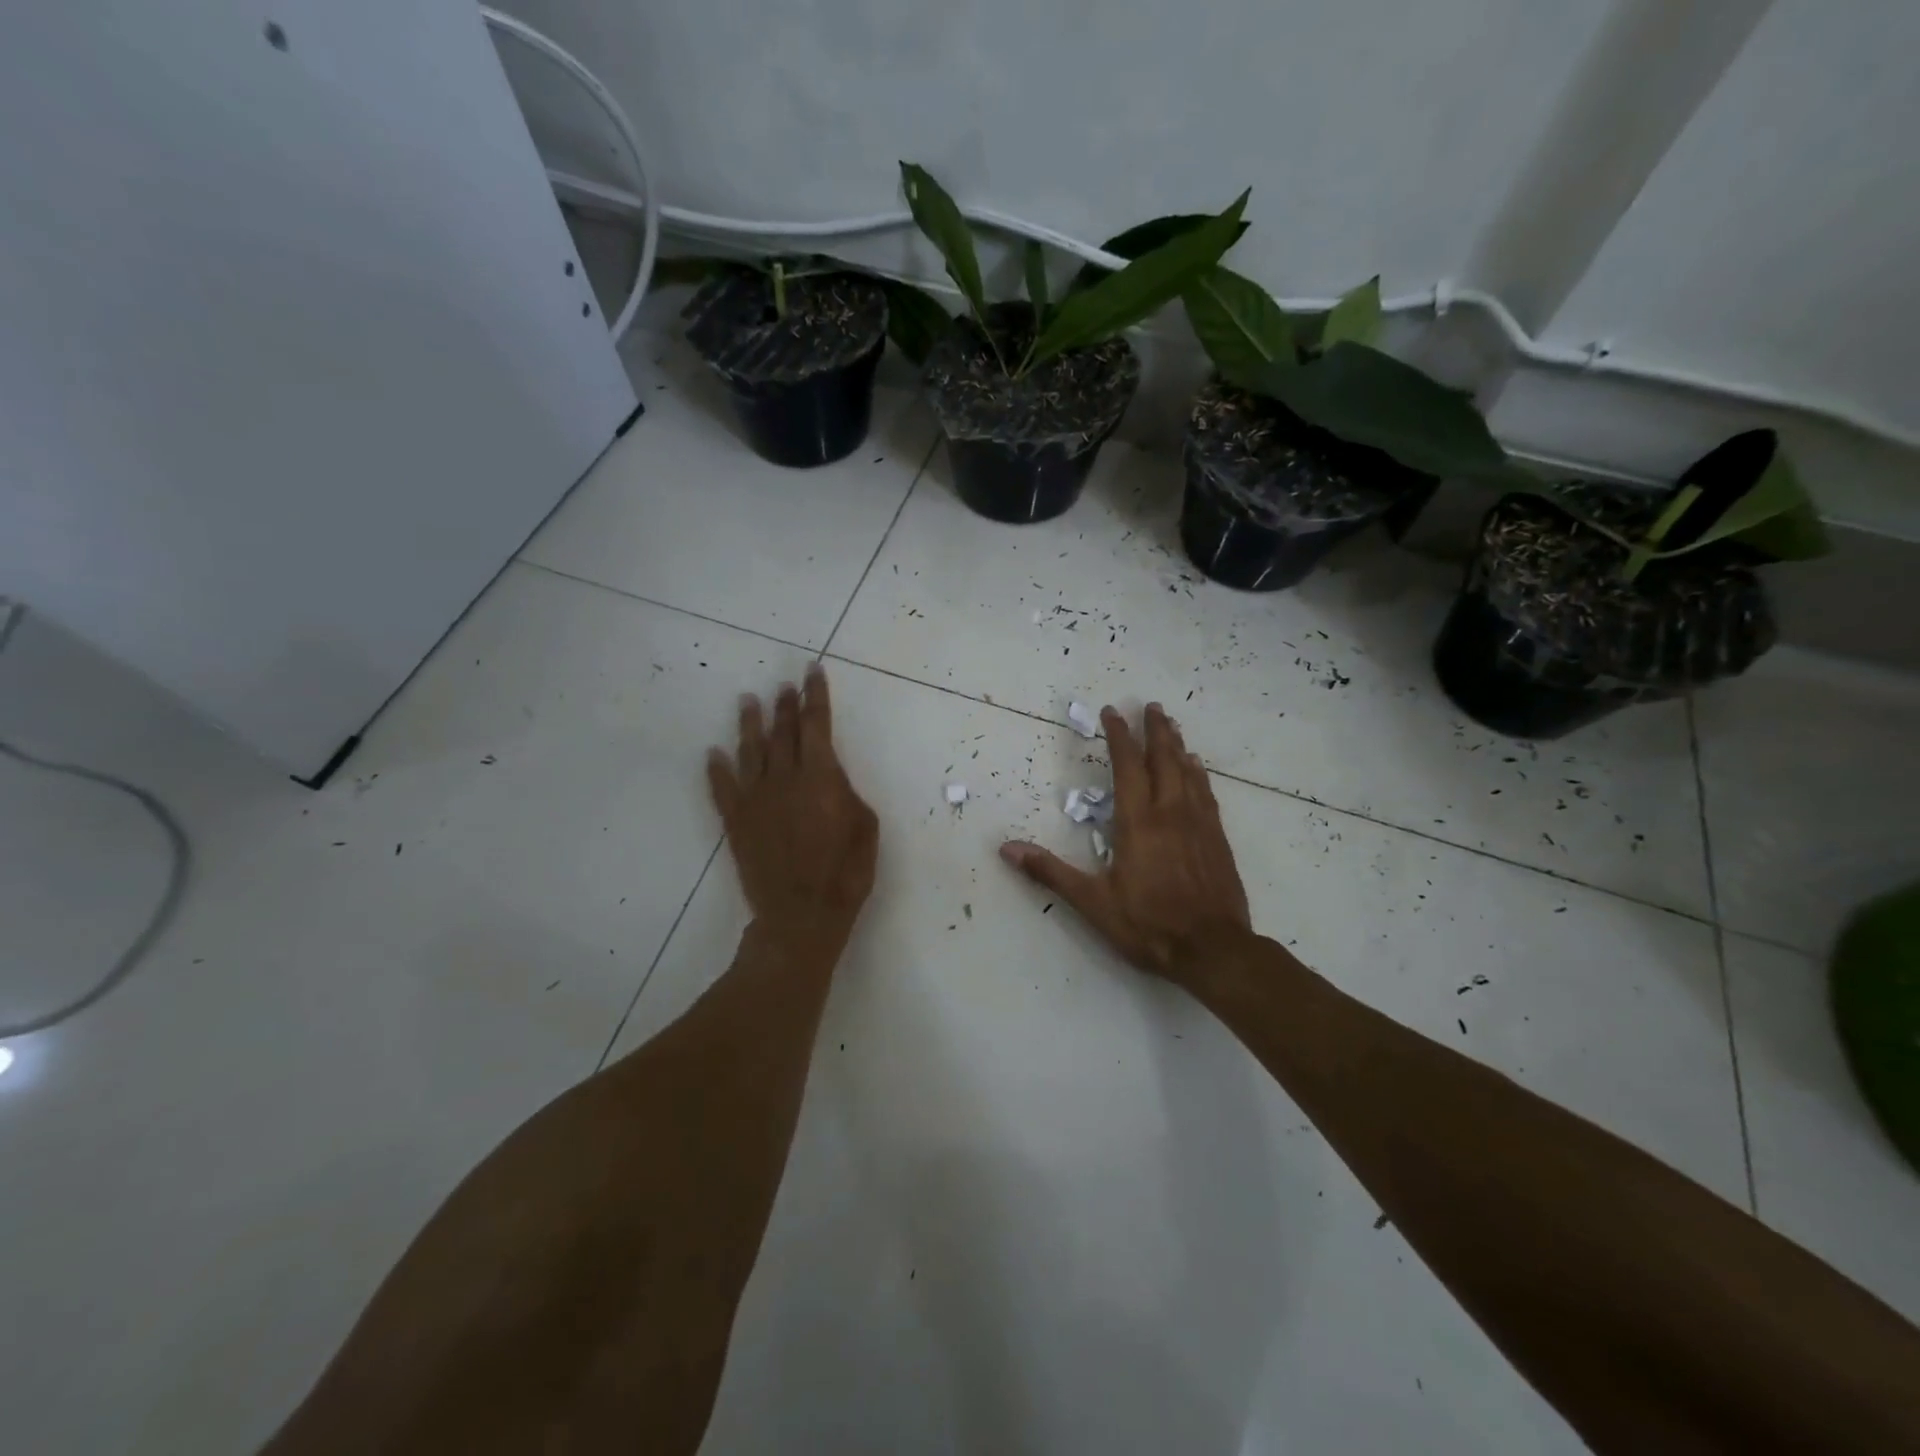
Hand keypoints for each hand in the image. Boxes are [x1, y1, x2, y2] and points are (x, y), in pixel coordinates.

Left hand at [708, 664, 877, 954]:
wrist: (802, 914)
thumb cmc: (845, 872)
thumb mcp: (865, 825)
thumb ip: (846, 791)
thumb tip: (830, 775)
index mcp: (820, 776)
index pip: (817, 725)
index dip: (815, 696)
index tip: (811, 673)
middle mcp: (784, 778)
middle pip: (783, 732)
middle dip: (785, 705)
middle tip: (784, 686)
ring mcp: (756, 798)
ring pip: (750, 751)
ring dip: (749, 724)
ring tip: (748, 701)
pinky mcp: (736, 821)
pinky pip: (722, 788)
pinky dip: (716, 769)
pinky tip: (712, 754)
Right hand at [999, 703, 1250, 987]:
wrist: (1213, 949)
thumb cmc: (1148, 925)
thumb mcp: (1093, 902)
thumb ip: (1050, 872)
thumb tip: (1006, 849)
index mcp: (1137, 822)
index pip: (1127, 766)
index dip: (1118, 736)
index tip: (1112, 712)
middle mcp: (1170, 813)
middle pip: (1163, 760)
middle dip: (1155, 730)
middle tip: (1150, 706)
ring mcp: (1198, 824)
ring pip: (1188, 772)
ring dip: (1177, 746)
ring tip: (1172, 726)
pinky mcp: (1217, 839)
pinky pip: (1207, 794)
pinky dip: (1199, 774)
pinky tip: (1198, 768)